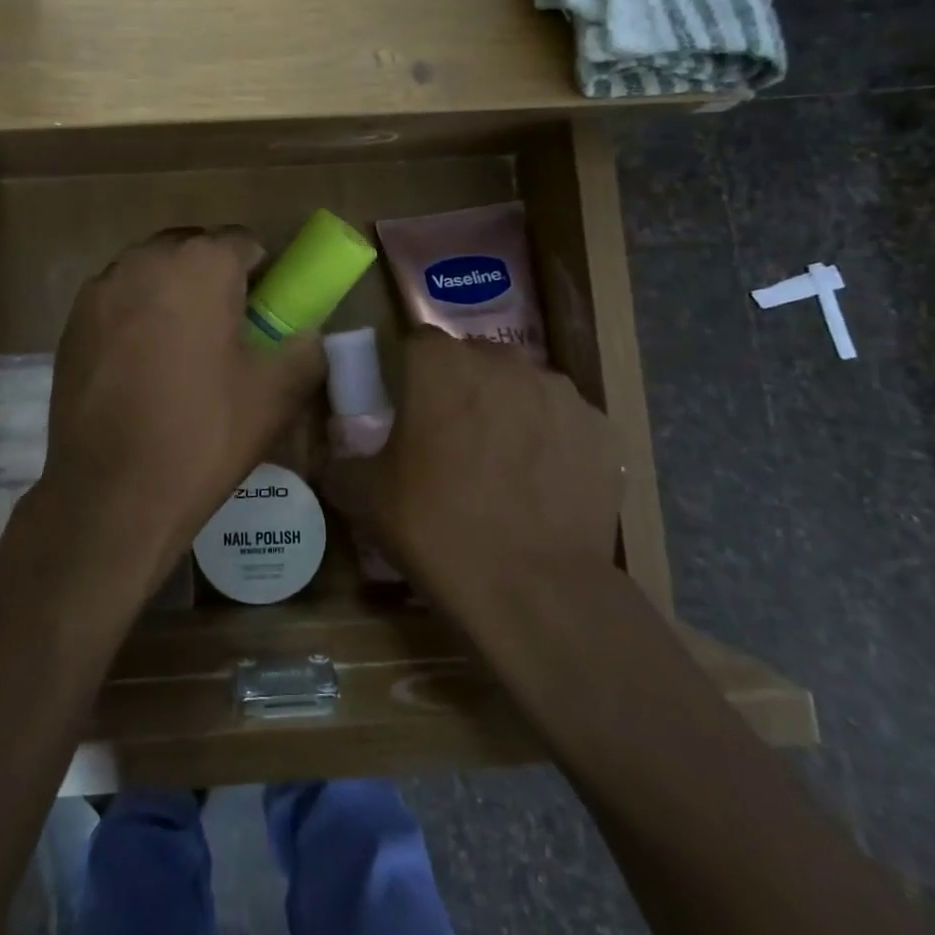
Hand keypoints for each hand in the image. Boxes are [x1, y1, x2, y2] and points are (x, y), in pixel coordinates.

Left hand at [43, 228, 326, 569]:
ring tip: (180, 349)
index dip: (261, 273)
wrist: (113, 493)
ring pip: (150, 273)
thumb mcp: (277, 394)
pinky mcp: (71, 322)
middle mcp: (145, 259)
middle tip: (225, 329)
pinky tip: (140, 366)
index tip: (264, 312)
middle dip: (212, 277)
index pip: (242, 241)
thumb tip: (305, 335)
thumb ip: (305, 349)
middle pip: (192, 249)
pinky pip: (118, 301)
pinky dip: (135, 316)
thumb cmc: (203, 433)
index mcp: (200, 264)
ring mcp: (101, 289)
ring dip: (171, 293)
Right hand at [323, 328, 622, 601]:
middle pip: (473, 360)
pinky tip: (542, 485)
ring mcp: (559, 393)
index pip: (417, 342)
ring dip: (507, 411)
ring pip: (521, 388)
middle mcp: (503, 362)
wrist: (534, 591)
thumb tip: (334, 461)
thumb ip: (340, 464)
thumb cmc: (436, 528)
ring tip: (501, 466)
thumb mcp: (364, 498)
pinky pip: (563, 422)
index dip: (408, 372)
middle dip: (459, 389)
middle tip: (449, 440)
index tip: (404, 408)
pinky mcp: (600, 429)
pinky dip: (551, 441)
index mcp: (441, 364)